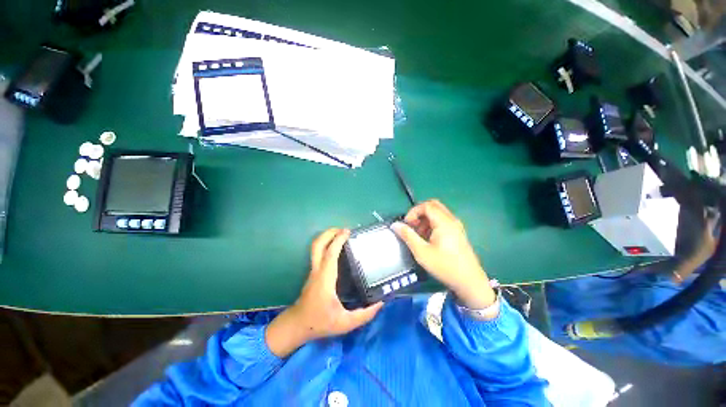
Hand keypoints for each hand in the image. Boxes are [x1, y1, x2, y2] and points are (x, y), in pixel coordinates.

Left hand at [265, 229, 382, 357]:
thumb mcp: (345, 323)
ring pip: (315, 247)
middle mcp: (318, 271)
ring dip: (327, 237)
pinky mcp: (313, 273)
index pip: (330, 253)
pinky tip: (337, 248)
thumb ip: (364, 315)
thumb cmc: (320, 323)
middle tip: (343, 230)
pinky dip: (327, 245)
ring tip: (341, 235)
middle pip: (318, 244)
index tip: (348, 232)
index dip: (338, 240)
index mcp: (325, 279)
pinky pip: (318, 253)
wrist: (297, 326)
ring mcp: (313, 271)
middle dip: (329, 233)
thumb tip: (381, 303)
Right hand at [392, 200, 495, 309]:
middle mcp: (452, 220)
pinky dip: (432, 224)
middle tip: (412, 226)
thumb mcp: (422, 252)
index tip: (407, 224)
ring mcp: (456, 226)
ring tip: (419, 235)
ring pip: (438, 213)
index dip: (413, 212)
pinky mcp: (457, 232)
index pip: (426, 205)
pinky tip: (428, 239)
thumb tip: (395, 225)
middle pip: (433, 206)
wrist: (470, 282)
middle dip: (419, 213)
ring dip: (425, 219)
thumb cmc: (445, 266)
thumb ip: (408, 236)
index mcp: (444, 222)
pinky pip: (442, 220)